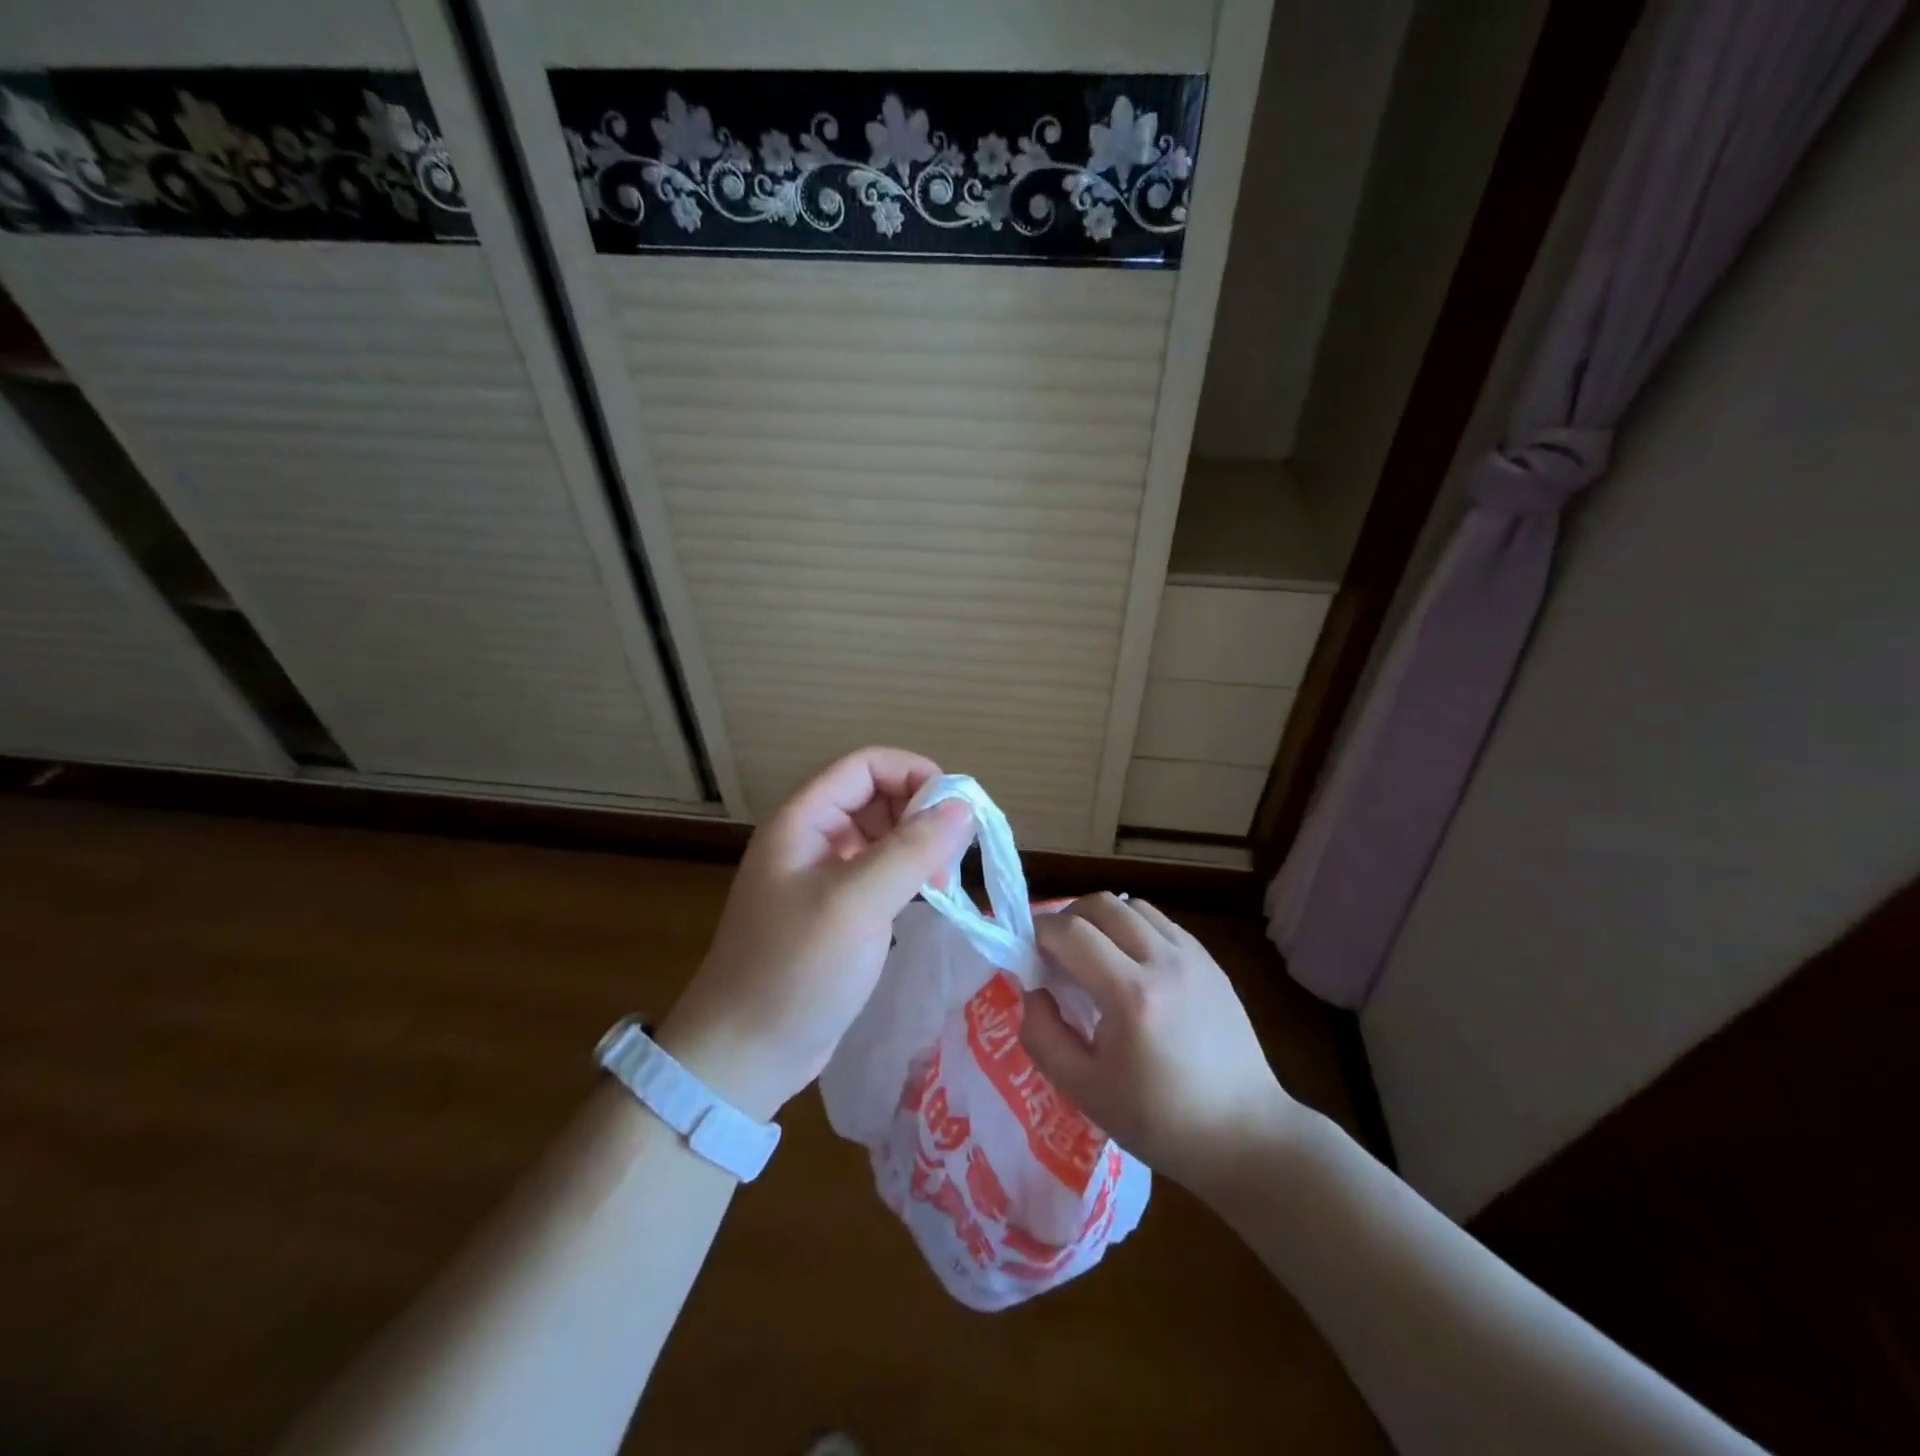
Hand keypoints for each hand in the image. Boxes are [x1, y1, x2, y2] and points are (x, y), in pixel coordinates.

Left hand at [658, 748, 973, 1122]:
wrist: (744, 1055)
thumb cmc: (795, 970)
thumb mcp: (856, 904)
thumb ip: (911, 850)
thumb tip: (963, 806)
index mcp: (803, 821)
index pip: (864, 766)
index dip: (913, 773)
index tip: (957, 807)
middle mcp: (811, 839)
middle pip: (875, 796)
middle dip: (920, 813)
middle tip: (954, 854)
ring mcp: (822, 876)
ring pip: (881, 836)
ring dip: (918, 846)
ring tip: (944, 882)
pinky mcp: (835, 911)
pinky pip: (879, 873)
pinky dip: (908, 876)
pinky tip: (928, 899)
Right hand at [1018, 894, 1298, 1192]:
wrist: (1244, 1134)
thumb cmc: (1159, 1121)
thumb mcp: (1083, 1090)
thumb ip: (1042, 1035)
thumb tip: (1032, 989)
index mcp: (1131, 996)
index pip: (1071, 932)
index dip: (1039, 932)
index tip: (1027, 952)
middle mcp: (1164, 962)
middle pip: (1102, 904)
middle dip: (1068, 917)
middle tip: (1056, 952)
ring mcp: (1193, 957)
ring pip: (1133, 906)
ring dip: (1103, 919)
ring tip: (1094, 955)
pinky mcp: (1211, 962)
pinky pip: (1161, 923)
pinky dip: (1134, 929)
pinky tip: (1131, 966)